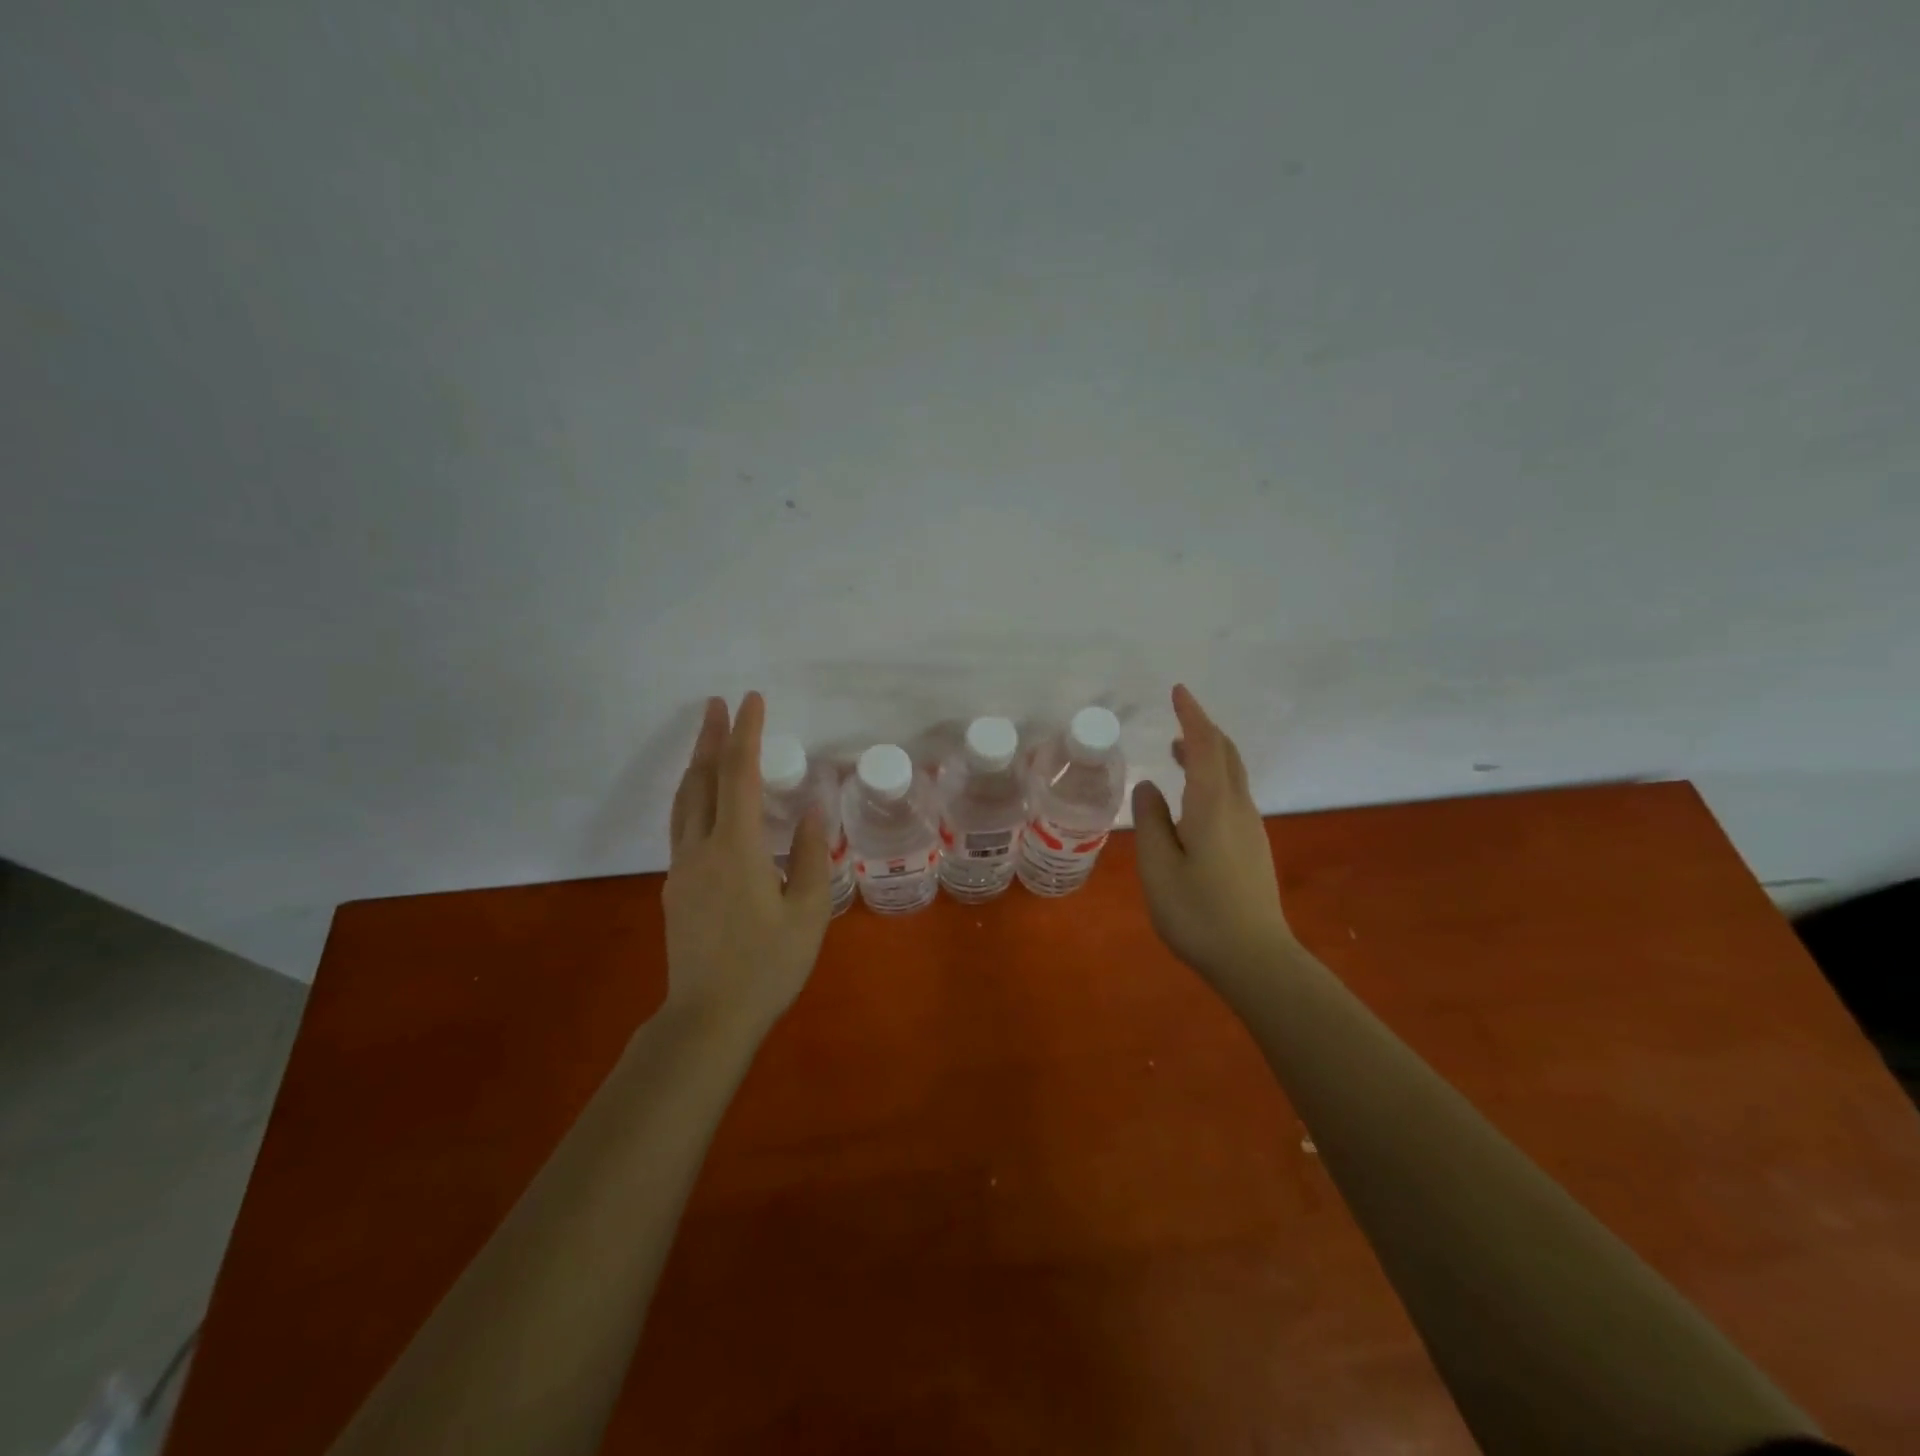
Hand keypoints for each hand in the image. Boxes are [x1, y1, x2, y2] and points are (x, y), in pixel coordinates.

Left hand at [663, 692, 831, 1033]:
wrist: (708, 1019)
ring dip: (696, 766)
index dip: (745, 735)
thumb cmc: (768, 966)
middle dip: (711, 739)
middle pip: (701, 780)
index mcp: (735, 849)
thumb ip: (810, 857)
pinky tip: (708, 804)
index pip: (738, 776)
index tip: (751, 701)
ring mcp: (682, 869)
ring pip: (684, 803)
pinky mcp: (677, 889)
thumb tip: (811, 813)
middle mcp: (700, 849)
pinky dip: (695, 798)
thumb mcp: (808, 913)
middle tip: (719, 705)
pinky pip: (683, 827)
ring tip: (708, 741)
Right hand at [1132, 684, 1296, 986]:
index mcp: (1213, 806)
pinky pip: (1232, 795)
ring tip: (1179, 749)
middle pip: (1227, 755)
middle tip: (1178, 716)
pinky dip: (1213, 778)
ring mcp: (1250, 828)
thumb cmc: (1199, 913)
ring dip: (1208, 754)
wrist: (1255, 959)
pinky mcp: (1252, 847)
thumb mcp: (1158, 867)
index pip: (1206, 746)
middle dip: (1204, 729)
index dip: (1192, 716)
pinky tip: (1194, 797)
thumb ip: (1151, 821)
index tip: (1178, 691)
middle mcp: (1238, 809)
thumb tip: (1149, 786)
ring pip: (1232, 775)